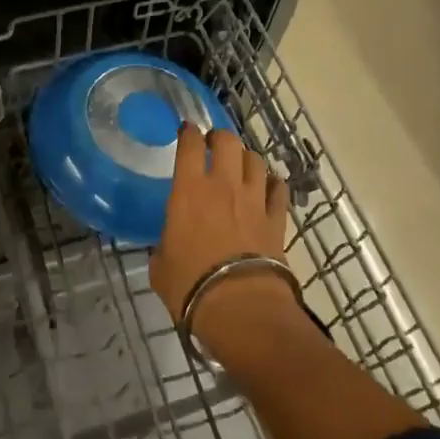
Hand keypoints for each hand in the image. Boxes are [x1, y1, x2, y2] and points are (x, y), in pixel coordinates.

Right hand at [150, 126, 301, 362]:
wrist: (240, 307)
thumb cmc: (190, 285)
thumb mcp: (161, 266)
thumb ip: (165, 246)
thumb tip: (167, 247)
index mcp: (188, 190)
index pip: (190, 145)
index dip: (188, 133)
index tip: (186, 131)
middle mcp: (223, 185)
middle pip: (227, 141)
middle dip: (220, 138)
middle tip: (214, 146)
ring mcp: (254, 199)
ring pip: (255, 160)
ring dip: (246, 159)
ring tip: (242, 167)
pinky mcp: (277, 218)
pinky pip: (279, 189)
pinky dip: (273, 185)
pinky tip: (268, 189)